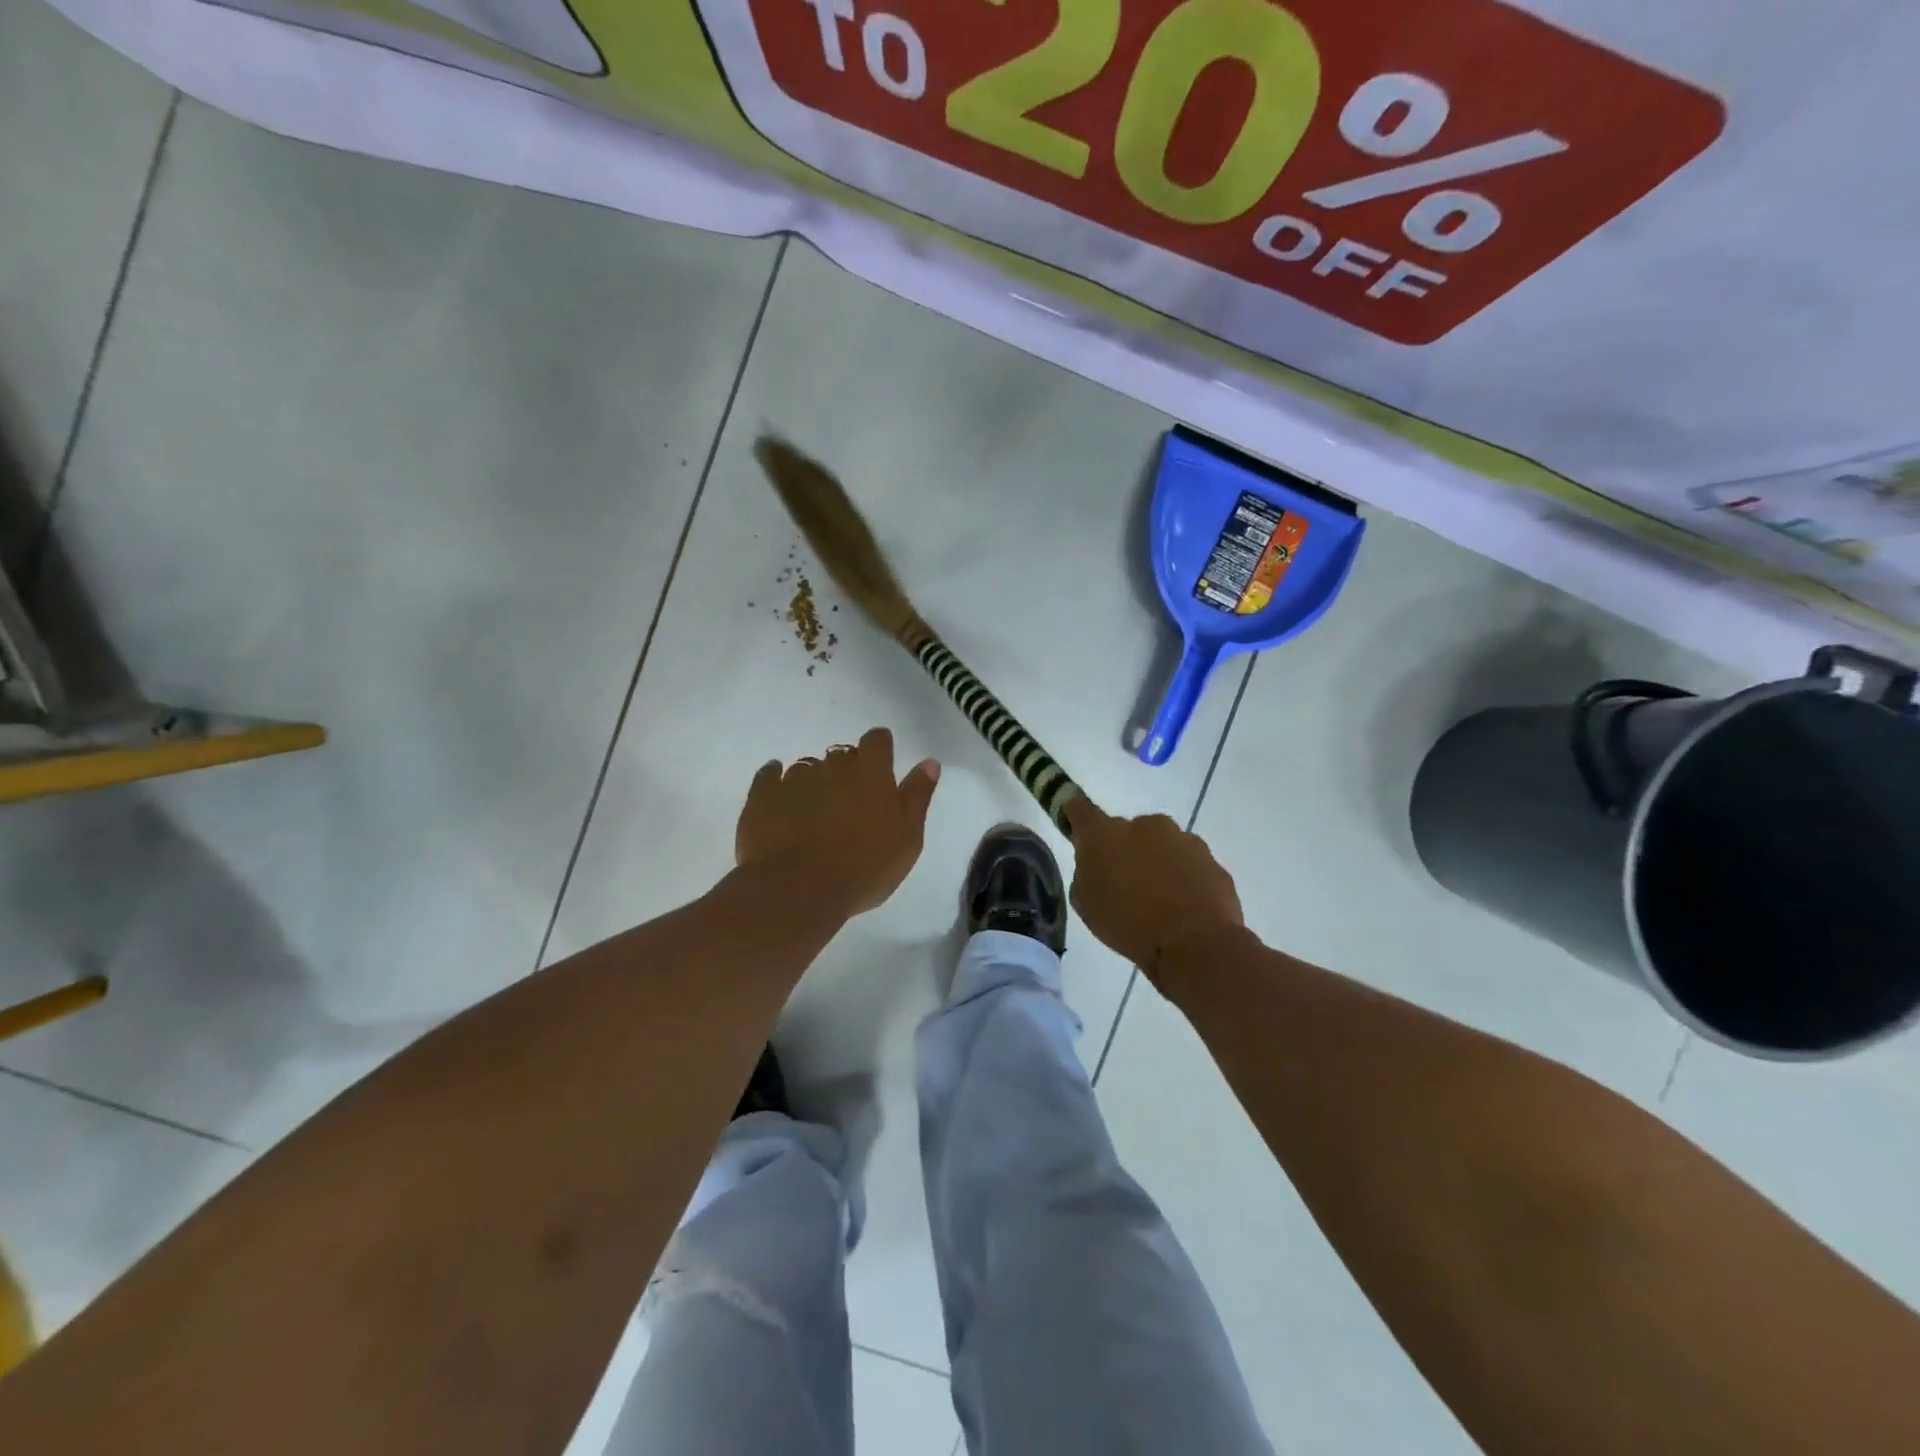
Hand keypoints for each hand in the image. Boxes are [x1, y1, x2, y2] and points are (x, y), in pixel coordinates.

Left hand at [736, 728, 940, 917]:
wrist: (798, 892)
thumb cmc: (864, 869)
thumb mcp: (907, 838)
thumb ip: (917, 796)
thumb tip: (929, 762)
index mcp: (871, 773)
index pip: (877, 740)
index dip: (879, 750)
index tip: (881, 769)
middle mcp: (832, 766)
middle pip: (842, 754)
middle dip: (846, 770)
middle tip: (850, 803)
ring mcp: (794, 779)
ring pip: (807, 767)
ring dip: (814, 781)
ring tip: (815, 812)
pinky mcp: (762, 795)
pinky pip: (769, 776)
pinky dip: (775, 781)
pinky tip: (778, 796)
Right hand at [1064, 799, 1244, 987]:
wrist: (1194, 944)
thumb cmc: (1128, 924)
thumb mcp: (1086, 903)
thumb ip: (1086, 872)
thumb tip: (1098, 863)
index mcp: (1105, 833)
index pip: (1080, 809)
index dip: (1074, 814)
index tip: (1074, 824)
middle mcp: (1144, 825)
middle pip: (1127, 830)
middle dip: (1124, 850)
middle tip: (1124, 884)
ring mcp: (1182, 839)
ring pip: (1161, 846)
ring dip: (1156, 864)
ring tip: (1159, 902)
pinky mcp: (1210, 859)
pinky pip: (1188, 864)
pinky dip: (1183, 879)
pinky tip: (1183, 908)